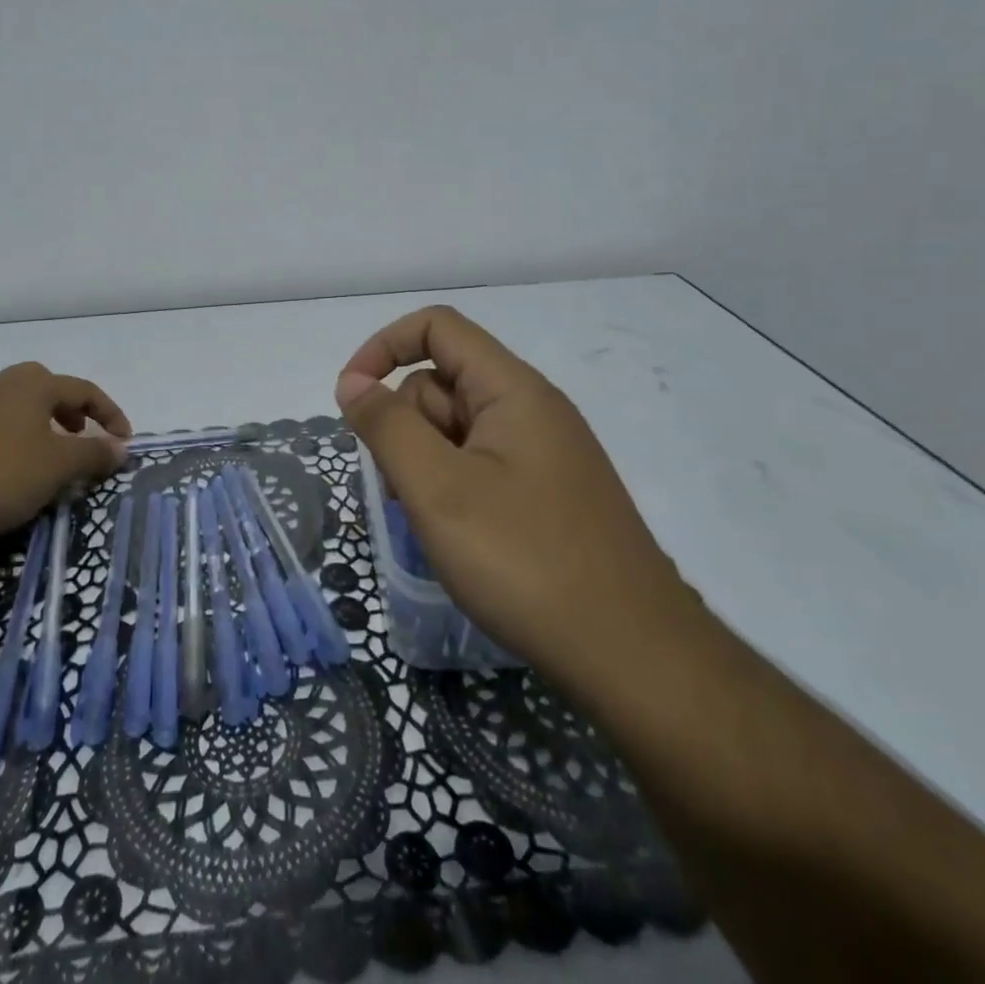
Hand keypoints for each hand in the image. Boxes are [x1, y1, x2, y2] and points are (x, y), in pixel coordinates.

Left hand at [0, 363, 131, 542]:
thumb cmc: (5, 474)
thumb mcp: (60, 466)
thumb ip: (95, 453)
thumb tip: (121, 448)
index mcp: (33, 384)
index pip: (84, 390)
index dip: (110, 414)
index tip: (124, 441)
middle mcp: (2, 383)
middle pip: (49, 386)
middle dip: (72, 409)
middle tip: (82, 435)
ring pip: (21, 404)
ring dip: (45, 422)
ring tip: (52, 453)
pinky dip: (19, 434)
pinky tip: (16, 465)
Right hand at [335, 306, 692, 685]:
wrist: (634, 657)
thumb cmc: (526, 562)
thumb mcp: (438, 489)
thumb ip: (387, 426)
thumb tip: (352, 381)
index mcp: (512, 389)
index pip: (437, 328)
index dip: (384, 347)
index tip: (350, 398)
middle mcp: (531, 409)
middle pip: (443, 383)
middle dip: (405, 425)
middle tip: (404, 491)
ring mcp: (542, 454)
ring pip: (457, 430)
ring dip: (425, 463)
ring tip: (431, 523)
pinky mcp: (547, 494)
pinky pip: (481, 466)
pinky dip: (452, 488)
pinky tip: (457, 538)